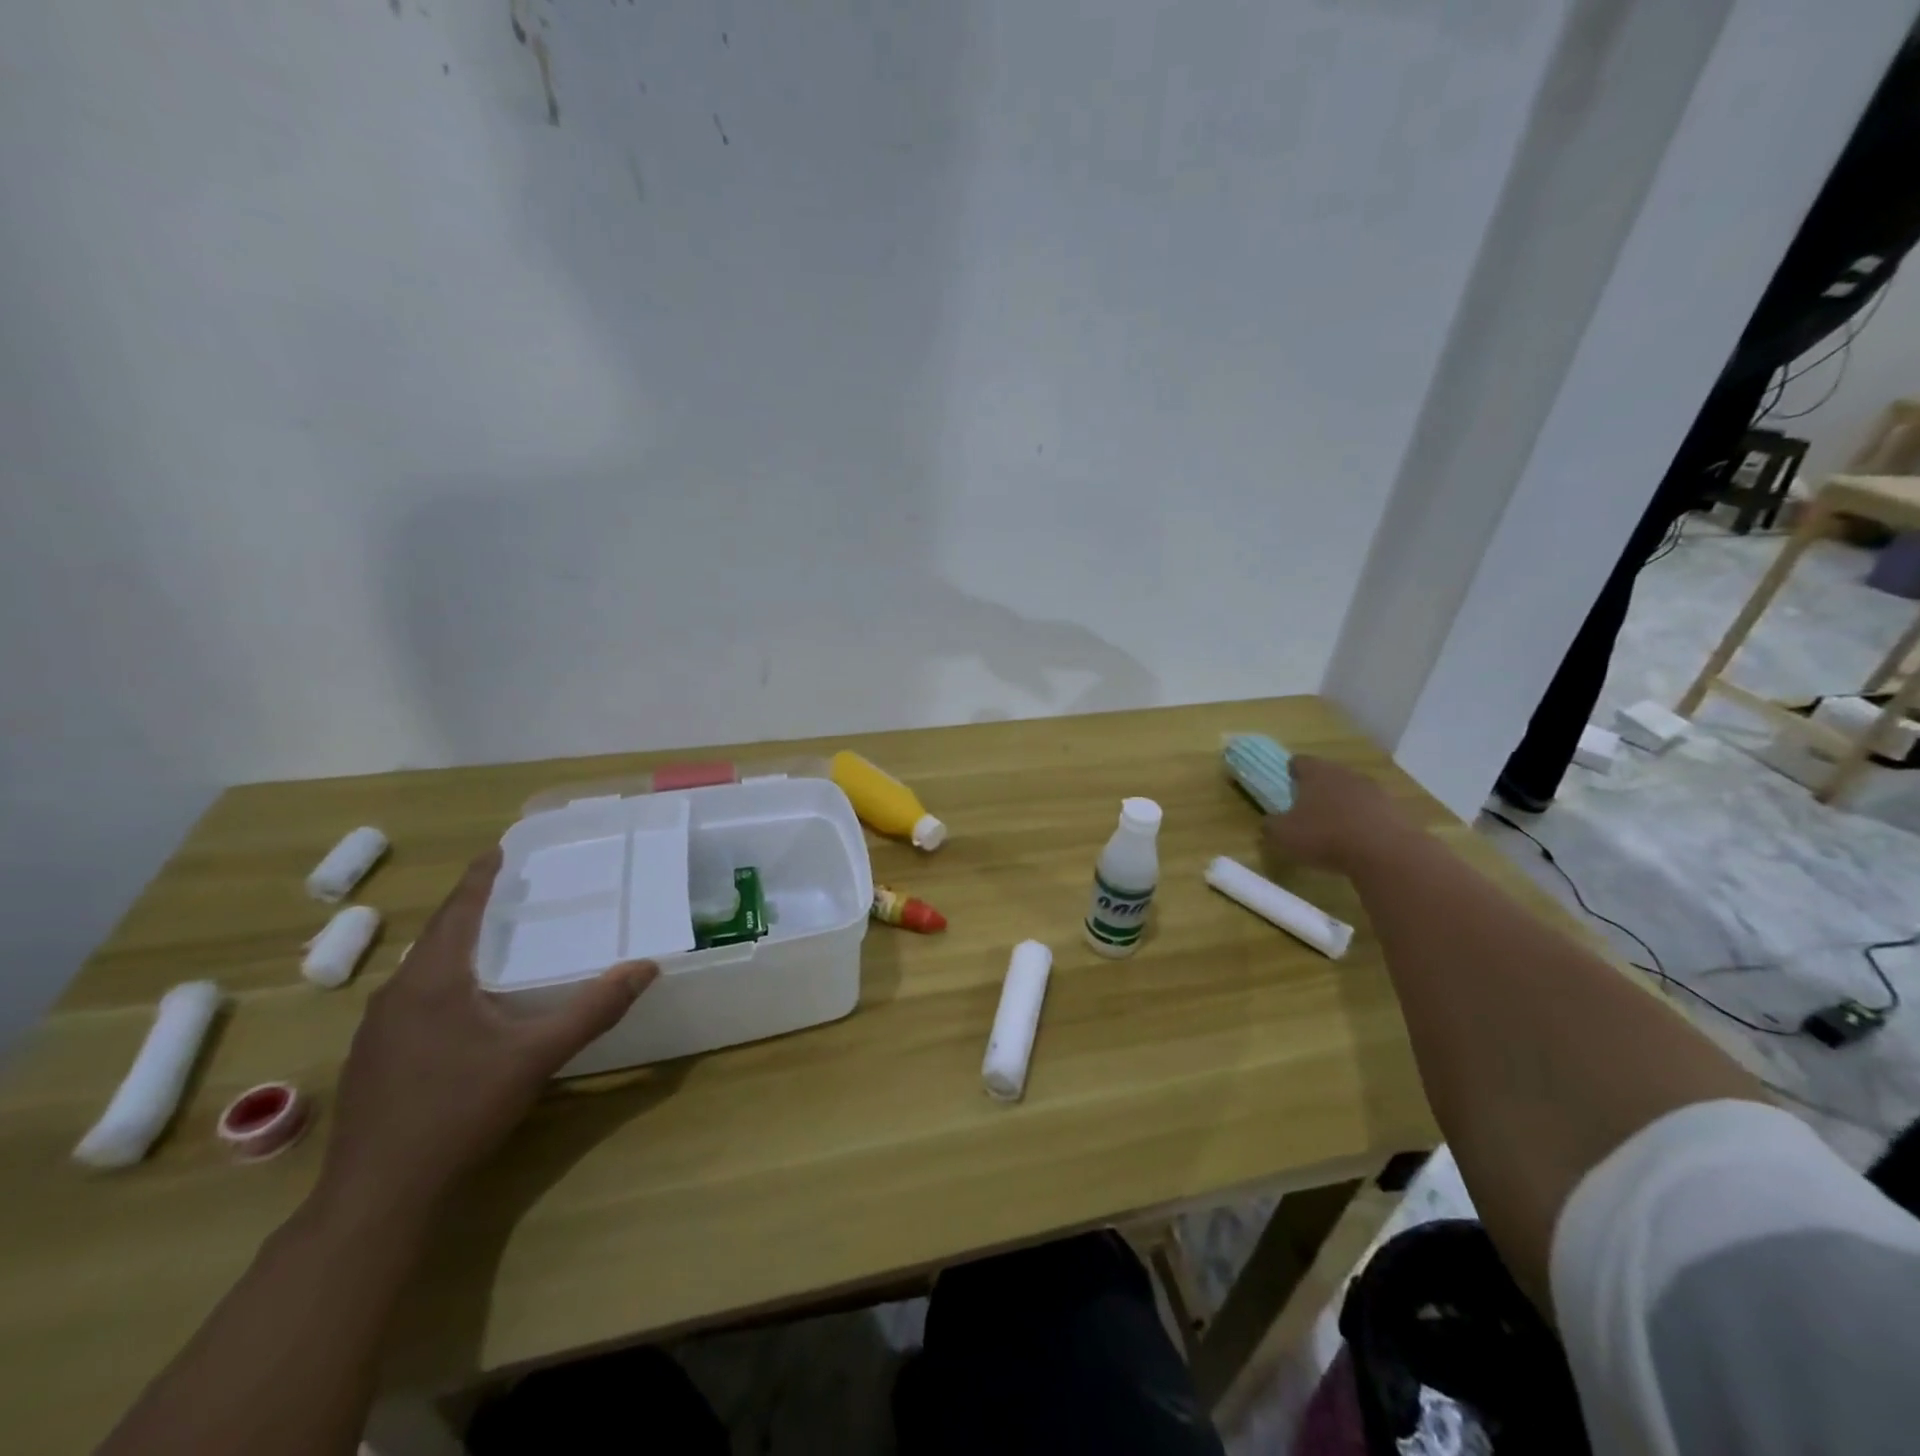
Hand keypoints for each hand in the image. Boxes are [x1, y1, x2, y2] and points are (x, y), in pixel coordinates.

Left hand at [315, 848, 656, 1221]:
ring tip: (492, 938)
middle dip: (470, 908)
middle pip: (437, 936)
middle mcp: (396, 994)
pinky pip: (412, 998)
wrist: (378, 1196)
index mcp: (432, 980)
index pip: (458, 911)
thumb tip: (646, 967)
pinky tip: (465, 1003)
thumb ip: (593, 1009)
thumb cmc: (459, 1110)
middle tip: (508, 889)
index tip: (498, 848)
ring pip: (421, 969)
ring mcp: (376, 1030)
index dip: (480, 878)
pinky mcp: (373, 1059)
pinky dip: (443, 980)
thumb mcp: (536, 1056)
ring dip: (455, 945)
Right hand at [1260, 756, 1411, 876]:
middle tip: (1307, 808)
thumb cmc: (1325, 836)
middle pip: (1328, 774)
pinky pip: (1371, 810)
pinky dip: (1362, 820)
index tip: (1286, 786)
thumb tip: (1269, 821)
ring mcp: (1373, 789)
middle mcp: (1345, 773)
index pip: (1299, 761)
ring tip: (1333, 826)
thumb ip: (1271, 825)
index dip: (1291, 772)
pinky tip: (1357, 840)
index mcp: (1316, 772)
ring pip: (1351, 791)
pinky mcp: (1394, 809)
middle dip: (1317, 788)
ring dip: (1342, 804)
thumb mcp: (1283, 835)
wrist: (1385, 853)